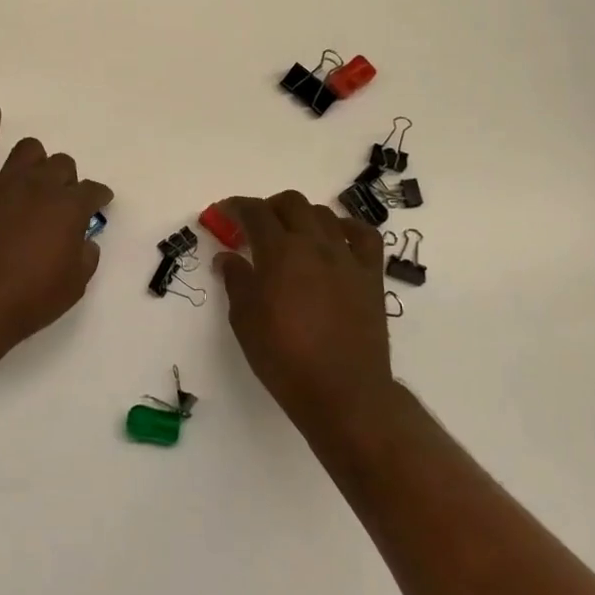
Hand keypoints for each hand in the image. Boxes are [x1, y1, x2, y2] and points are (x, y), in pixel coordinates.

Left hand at [0, 104, 113, 352]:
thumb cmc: (29, 299)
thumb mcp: (74, 285)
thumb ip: (85, 255)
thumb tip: (83, 240)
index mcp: (69, 207)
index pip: (93, 191)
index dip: (99, 197)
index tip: (100, 203)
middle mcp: (40, 185)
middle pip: (62, 165)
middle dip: (67, 180)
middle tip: (61, 201)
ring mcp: (6, 182)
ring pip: (29, 150)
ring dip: (38, 159)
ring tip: (35, 173)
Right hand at [212, 192, 394, 436]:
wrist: (343, 391)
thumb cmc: (284, 358)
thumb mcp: (245, 320)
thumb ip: (236, 281)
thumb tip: (227, 258)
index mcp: (279, 252)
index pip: (254, 212)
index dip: (236, 207)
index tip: (223, 213)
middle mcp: (314, 244)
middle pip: (291, 203)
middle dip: (269, 207)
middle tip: (255, 227)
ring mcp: (347, 257)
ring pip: (324, 214)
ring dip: (302, 216)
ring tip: (291, 236)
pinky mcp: (371, 275)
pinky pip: (364, 236)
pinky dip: (347, 229)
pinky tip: (336, 239)